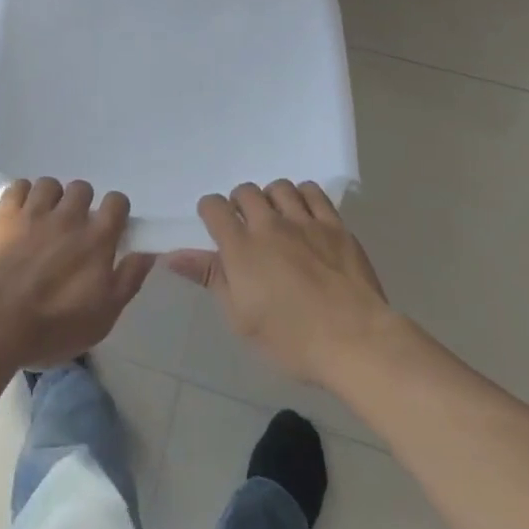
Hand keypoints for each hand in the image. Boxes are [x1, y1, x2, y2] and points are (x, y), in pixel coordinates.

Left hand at [0, 178, 152, 371]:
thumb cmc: (54, 326)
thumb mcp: (103, 316)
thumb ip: (128, 279)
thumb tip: (147, 252)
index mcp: (96, 238)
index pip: (117, 202)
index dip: (115, 210)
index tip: (109, 226)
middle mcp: (69, 216)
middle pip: (82, 188)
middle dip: (81, 203)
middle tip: (73, 227)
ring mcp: (35, 211)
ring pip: (50, 184)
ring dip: (51, 198)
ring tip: (45, 218)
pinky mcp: (5, 213)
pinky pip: (19, 186)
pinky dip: (22, 195)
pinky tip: (21, 212)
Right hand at [166, 180, 394, 388]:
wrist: (356, 341)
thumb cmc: (291, 340)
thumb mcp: (241, 318)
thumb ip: (211, 278)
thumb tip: (172, 255)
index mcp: (241, 247)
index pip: (213, 206)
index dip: (210, 212)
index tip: (215, 227)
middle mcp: (269, 224)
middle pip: (245, 191)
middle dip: (240, 205)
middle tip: (247, 229)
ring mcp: (304, 221)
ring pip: (278, 187)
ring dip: (271, 199)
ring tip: (277, 220)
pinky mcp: (334, 224)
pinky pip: (313, 192)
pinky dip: (303, 196)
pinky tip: (304, 215)